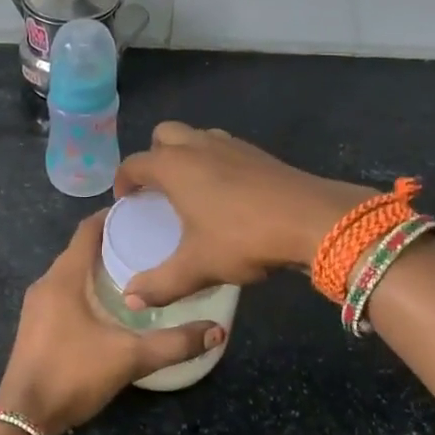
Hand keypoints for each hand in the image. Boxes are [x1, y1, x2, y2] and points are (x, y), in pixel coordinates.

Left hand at [0, 212, 224, 434]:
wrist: (24, 418)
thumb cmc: (73, 374)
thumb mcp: (129, 357)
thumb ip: (174, 344)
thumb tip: (217, 331)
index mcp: (64, 277)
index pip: (87, 230)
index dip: (113, 216)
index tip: (144, 212)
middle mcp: (47, 284)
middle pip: (81, 250)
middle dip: (113, 242)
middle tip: (152, 243)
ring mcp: (38, 306)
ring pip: (73, 273)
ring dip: (100, 268)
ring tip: (139, 271)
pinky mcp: (37, 326)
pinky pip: (66, 293)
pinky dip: (89, 288)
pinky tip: (113, 305)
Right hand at [113, 122, 372, 306]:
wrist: (311, 219)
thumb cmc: (243, 238)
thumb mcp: (197, 267)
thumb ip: (160, 284)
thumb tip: (131, 299)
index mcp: (173, 166)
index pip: (134, 163)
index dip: (123, 182)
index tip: (126, 202)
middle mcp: (197, 146)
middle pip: (164, 135)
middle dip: (154, 156)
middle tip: (157, 189)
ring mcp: (230, 144)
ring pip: (196, 136)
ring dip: (186, 154)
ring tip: (189, 189)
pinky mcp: (258, 152)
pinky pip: (223, 147)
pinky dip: (214, 161)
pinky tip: (225, 193)